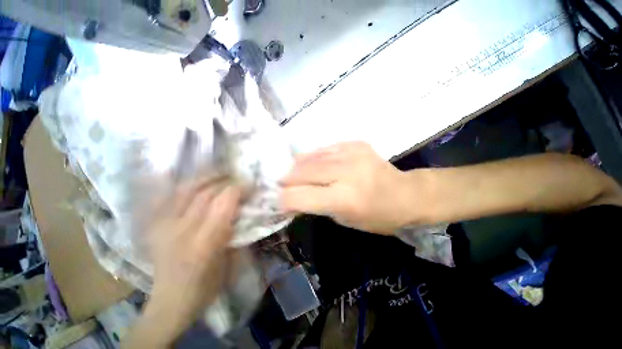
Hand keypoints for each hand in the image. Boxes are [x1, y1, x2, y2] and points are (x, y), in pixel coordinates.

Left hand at [124, 180, 240, 347]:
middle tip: (238, 179)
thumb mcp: (231, 260)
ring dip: (206, 178)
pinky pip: (169, 196)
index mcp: (205, 242)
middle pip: (205, 192)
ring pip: (185, 189)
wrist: (171, 302)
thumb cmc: (207, 285)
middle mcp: (181, 230)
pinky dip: (184, 185)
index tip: (250, 185)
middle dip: (225, 181)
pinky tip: (197, 181)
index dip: (238, 189)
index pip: (223, 202)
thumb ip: (237, 231)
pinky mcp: (155, 226)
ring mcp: (164, 226)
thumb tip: (243, 208)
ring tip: (220, 174)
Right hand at [280, 142, 421, 233]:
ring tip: (293, 174)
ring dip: (297, 167)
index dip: (283, 198)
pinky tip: (313, 164)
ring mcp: (352, 153)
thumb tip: (291, 196)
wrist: (407, 194)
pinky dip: (313, 158)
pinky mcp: (355, 143)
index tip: (276, 200)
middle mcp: (346, 172)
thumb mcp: (343, 220)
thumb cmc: (377, 216)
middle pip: (301, 172)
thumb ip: (315, 205)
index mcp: (344, 199)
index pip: (299, 196)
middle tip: (280, 184)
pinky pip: (323, 149)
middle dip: (286, 179)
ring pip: (310, 157)